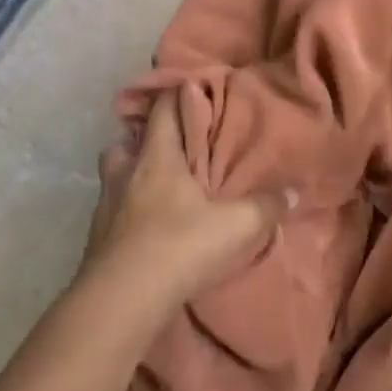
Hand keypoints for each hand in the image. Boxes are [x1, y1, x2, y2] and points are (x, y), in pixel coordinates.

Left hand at [75, 90, 292, 312]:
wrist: (121, 301)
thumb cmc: (180, 246)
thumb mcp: (238, 225)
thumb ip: (267, 206)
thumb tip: (294, 191)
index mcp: (157, 159)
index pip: (163, 110)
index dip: (178, 95)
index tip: (194, 89)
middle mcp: (125, 174)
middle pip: (127, 140)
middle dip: (147, 137)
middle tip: (174, 144)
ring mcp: (106, 207)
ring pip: (115, 174)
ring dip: (134, 173)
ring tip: (161, 184)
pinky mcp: (97, 238)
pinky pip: (113, 209)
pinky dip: (129, 208)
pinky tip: (150, 224)